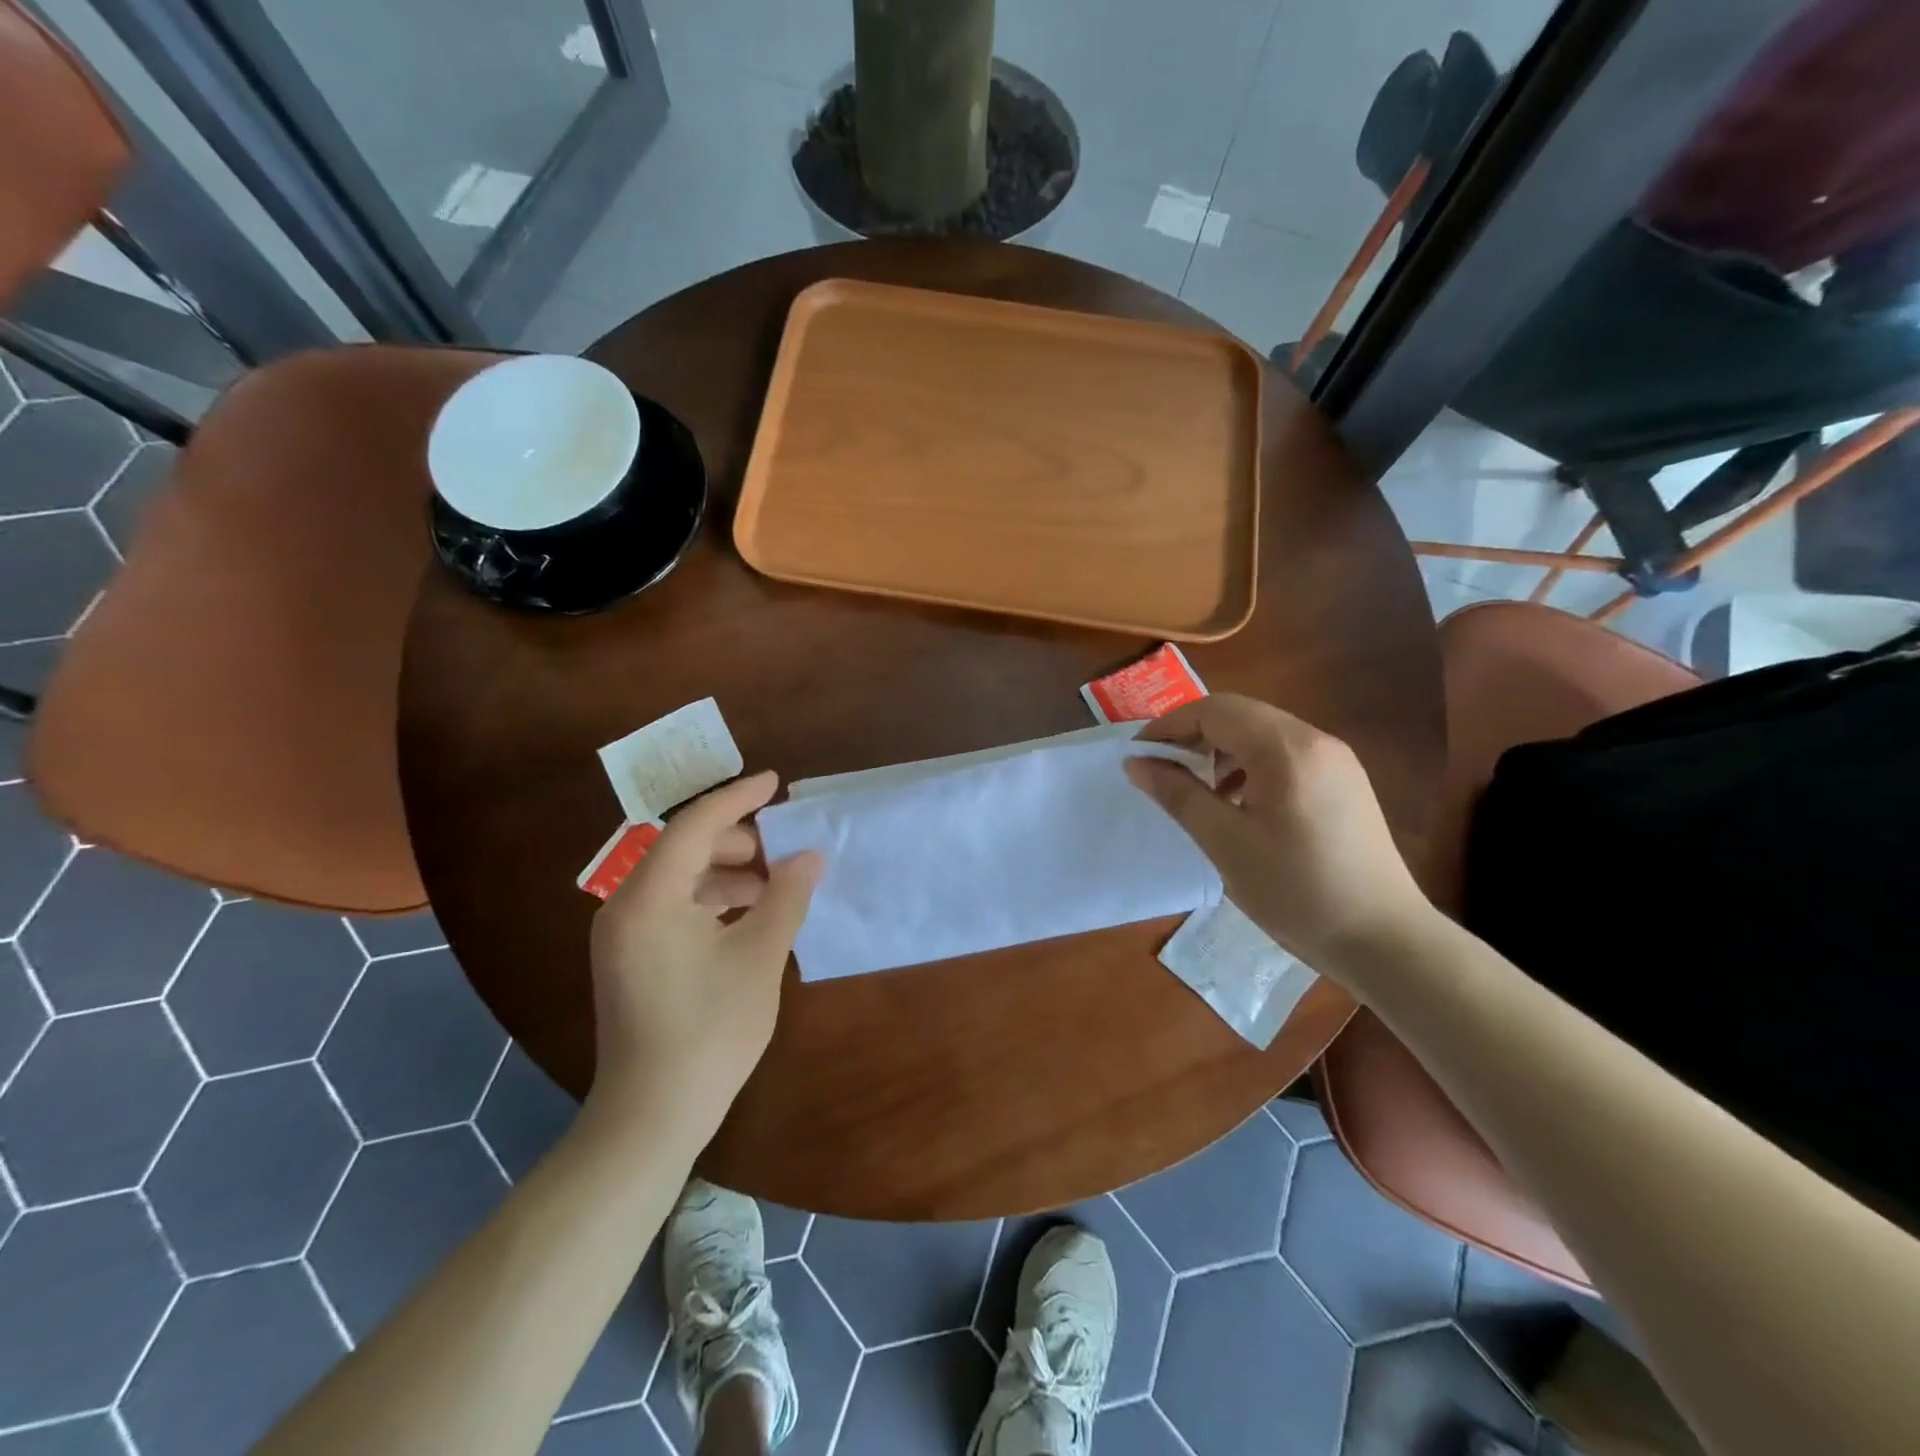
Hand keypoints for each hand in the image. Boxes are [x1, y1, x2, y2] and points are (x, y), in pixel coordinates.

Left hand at [586, 771, 821, 1146]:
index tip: (775, 782)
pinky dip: (712, 900)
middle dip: (738, 841)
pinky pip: (673, 906)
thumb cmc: (710, 1030)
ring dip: (728, 872)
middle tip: (785, 849)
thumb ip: (787, 896)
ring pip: (680, 878)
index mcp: (649, 898)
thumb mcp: (759, 956)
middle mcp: (625, 906)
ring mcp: (623, 934)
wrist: (652, 1115)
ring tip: (776, 884)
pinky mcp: (630, 957)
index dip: (738, 798)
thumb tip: (809, 856)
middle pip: (684, 848)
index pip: (694, 826)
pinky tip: (749, 915)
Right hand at [1126, 695, 1428, 967]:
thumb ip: (1178, 795)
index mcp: (1286, 749)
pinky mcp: (1344, 781)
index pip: (1214, 711)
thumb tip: (1136, 763)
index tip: (1139, 756)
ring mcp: (1335, 759)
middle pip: (1239, 715)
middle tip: (1161, 770)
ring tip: (1196, 790)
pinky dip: (1250, 766)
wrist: (1384, 939)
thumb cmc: (1296, 892)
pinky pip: (1285, 755)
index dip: (1169, 726)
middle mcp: (1315, 740)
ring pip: (1262, 733)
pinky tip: (1238, 803)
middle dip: (1193, 736)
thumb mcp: (1225, 843)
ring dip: (1221, 751)